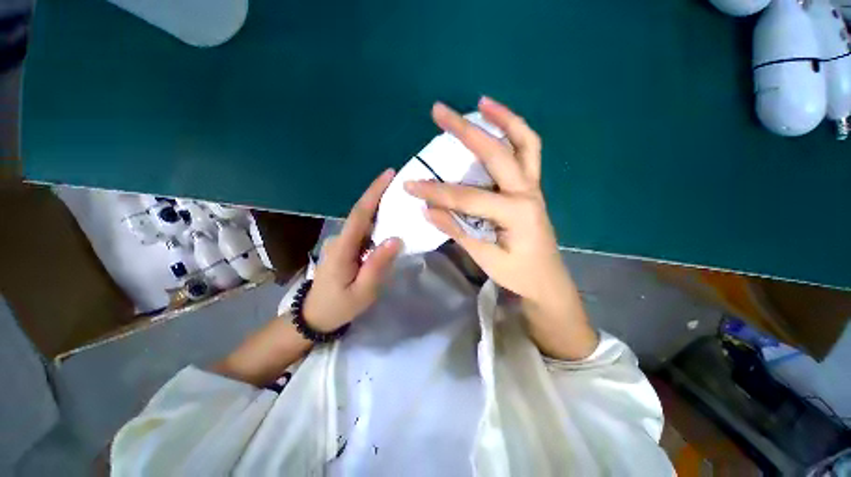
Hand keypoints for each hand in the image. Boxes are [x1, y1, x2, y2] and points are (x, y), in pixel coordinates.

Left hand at [304, 169, 402, 331]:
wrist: (314, 316)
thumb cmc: (340, 306)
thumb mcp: (364, 291)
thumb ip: (378, 265)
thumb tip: (396, 239)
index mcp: (342, 248)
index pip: (359, 214)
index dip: (373, 193)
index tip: (388, 175)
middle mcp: (339, 239)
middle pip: (361, 213)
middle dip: (380, 195)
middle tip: (401, 185)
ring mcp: (340, 242)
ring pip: (362, 222)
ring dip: (380, 209)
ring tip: (400, 203)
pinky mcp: (343, 247)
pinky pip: (362, 231)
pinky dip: (376, 224)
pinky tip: (389, 225)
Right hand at [404, 97, 596, 358]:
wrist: (547, 280)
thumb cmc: (518, 274)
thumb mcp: (485, 258)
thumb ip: (457, 230)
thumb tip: (428, 209)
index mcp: (516, 213)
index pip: (467, 197)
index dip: (436, 192)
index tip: (410, 186)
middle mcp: (527, 192)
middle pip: (496, 153)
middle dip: (465, 131)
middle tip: (439, 111)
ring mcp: (533, 186)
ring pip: (524, 142)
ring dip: (503, 118)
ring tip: (481, 102)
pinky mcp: (532, 187)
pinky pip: (528, 152)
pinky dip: (515, 133)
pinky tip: (498, 125)